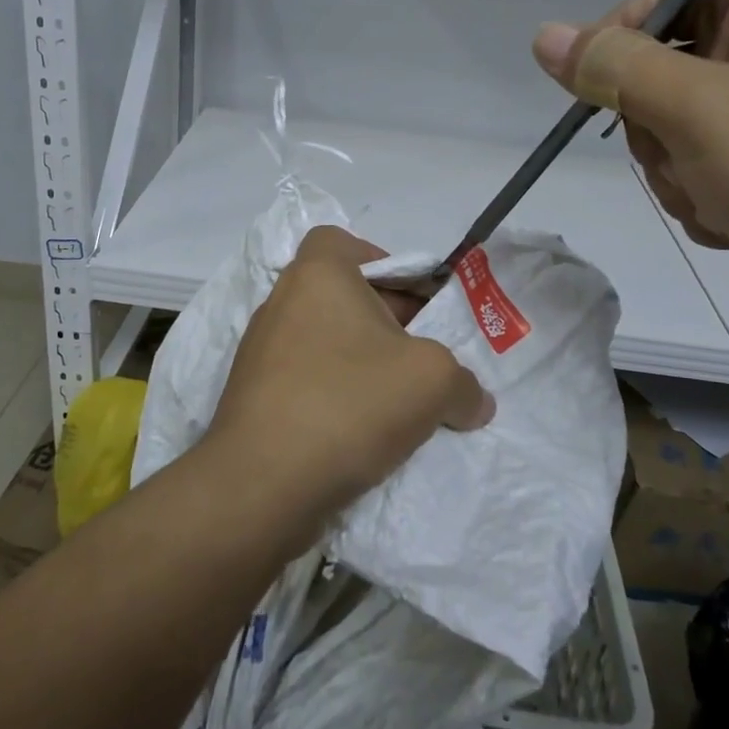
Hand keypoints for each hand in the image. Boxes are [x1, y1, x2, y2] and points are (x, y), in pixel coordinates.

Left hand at [204, 226, 495, 541]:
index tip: (416, 303)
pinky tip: (366, 433)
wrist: (261, 485)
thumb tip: (475, 401)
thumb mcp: (433, 382)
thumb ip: (464, 383)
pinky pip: (307, 380)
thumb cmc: (349, 404)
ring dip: (365, 364)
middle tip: (424, 359)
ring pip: (327, 342)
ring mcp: (261, 352)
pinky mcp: (253, 397)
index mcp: (317, 276)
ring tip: (401, 401)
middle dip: (389, 322)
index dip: (385, 263)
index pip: (345, 242)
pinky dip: (337, 395)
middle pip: (344, 296)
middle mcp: (282, 303)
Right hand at [531, 0, 728, 346]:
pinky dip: (706, 202)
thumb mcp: (697, 110)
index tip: (598, 86)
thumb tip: (545, 36)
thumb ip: (615, 68)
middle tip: (685, 155)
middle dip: (654, 129)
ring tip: (722, 199)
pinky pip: (704, 174)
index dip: (621, 33)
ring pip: (674, 134)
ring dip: (678, 176)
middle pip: (660, 73)